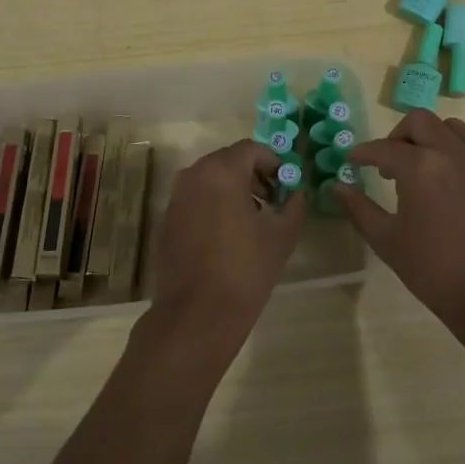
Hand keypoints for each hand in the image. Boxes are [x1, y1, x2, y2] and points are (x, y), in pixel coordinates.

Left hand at [147, 138, 307, 343]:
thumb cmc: (245, 269)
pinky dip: (214, 204)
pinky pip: (196, 198)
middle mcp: (193, 175)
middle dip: (254, 174)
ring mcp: (176, 197)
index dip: (273, 162)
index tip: (286, 184)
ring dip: (234, 189)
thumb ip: (294, 204)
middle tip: (273, 200)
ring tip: (254, 218)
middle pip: (229, 161)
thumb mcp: (282, 235)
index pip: (251, 149)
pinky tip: (229, 234)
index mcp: (221, 172)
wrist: (197, 314)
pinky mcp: (167, 219)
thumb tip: (297, 192)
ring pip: (210, 179)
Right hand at [334, 110, 464, 344]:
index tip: (354, 161)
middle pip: (420, 122)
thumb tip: (337, 187)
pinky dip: (463, 163)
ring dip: (433, 141)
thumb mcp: (388, 242)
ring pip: (455, 131)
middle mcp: (455, 154)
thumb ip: (359, 209)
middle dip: (399, 135)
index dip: (364, 153)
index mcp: (421, 167)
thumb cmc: (436, 272)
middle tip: (391, 163)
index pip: (383, 148)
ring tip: (427, 170)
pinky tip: (459, 194)